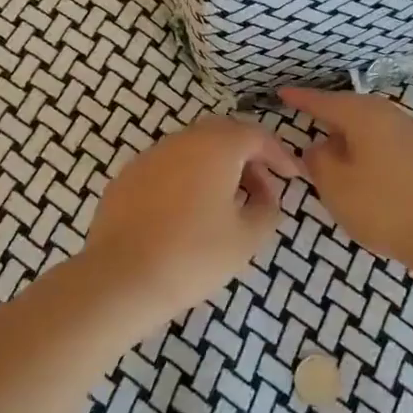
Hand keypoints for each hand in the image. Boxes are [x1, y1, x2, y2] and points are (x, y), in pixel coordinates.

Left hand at [82, 116, 301, 330]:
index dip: (279, 154)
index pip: (257, 135)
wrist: (120, 278)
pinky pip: (168, 167)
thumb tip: (265, 196)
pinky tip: (188, 212)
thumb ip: (267, 209)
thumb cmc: (193, 255)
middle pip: (223, 134)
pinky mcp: (127, 176)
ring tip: (226, 202)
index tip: (292, 177)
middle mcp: (183, 139)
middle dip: (247, 155)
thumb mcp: (247, 238)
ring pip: (193, 148)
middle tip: (261, 186)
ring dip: (216, 166)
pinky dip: (187, 178)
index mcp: (216, 146)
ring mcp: (150, 155)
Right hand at [278, 87, 412, 272]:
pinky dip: (380, 153)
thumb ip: (319, 161)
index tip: (283, 92)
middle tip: (313, 124)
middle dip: (333, 117)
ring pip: (379, 127)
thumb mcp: (336, 187)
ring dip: (358, 137)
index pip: (325, 101)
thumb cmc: (383, 207)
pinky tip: (379, 175)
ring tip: (343, 154)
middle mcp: (394, 116)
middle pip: (356, 110)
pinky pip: (397, 146)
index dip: (302, 98)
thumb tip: (320, 147)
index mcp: (365, 116)